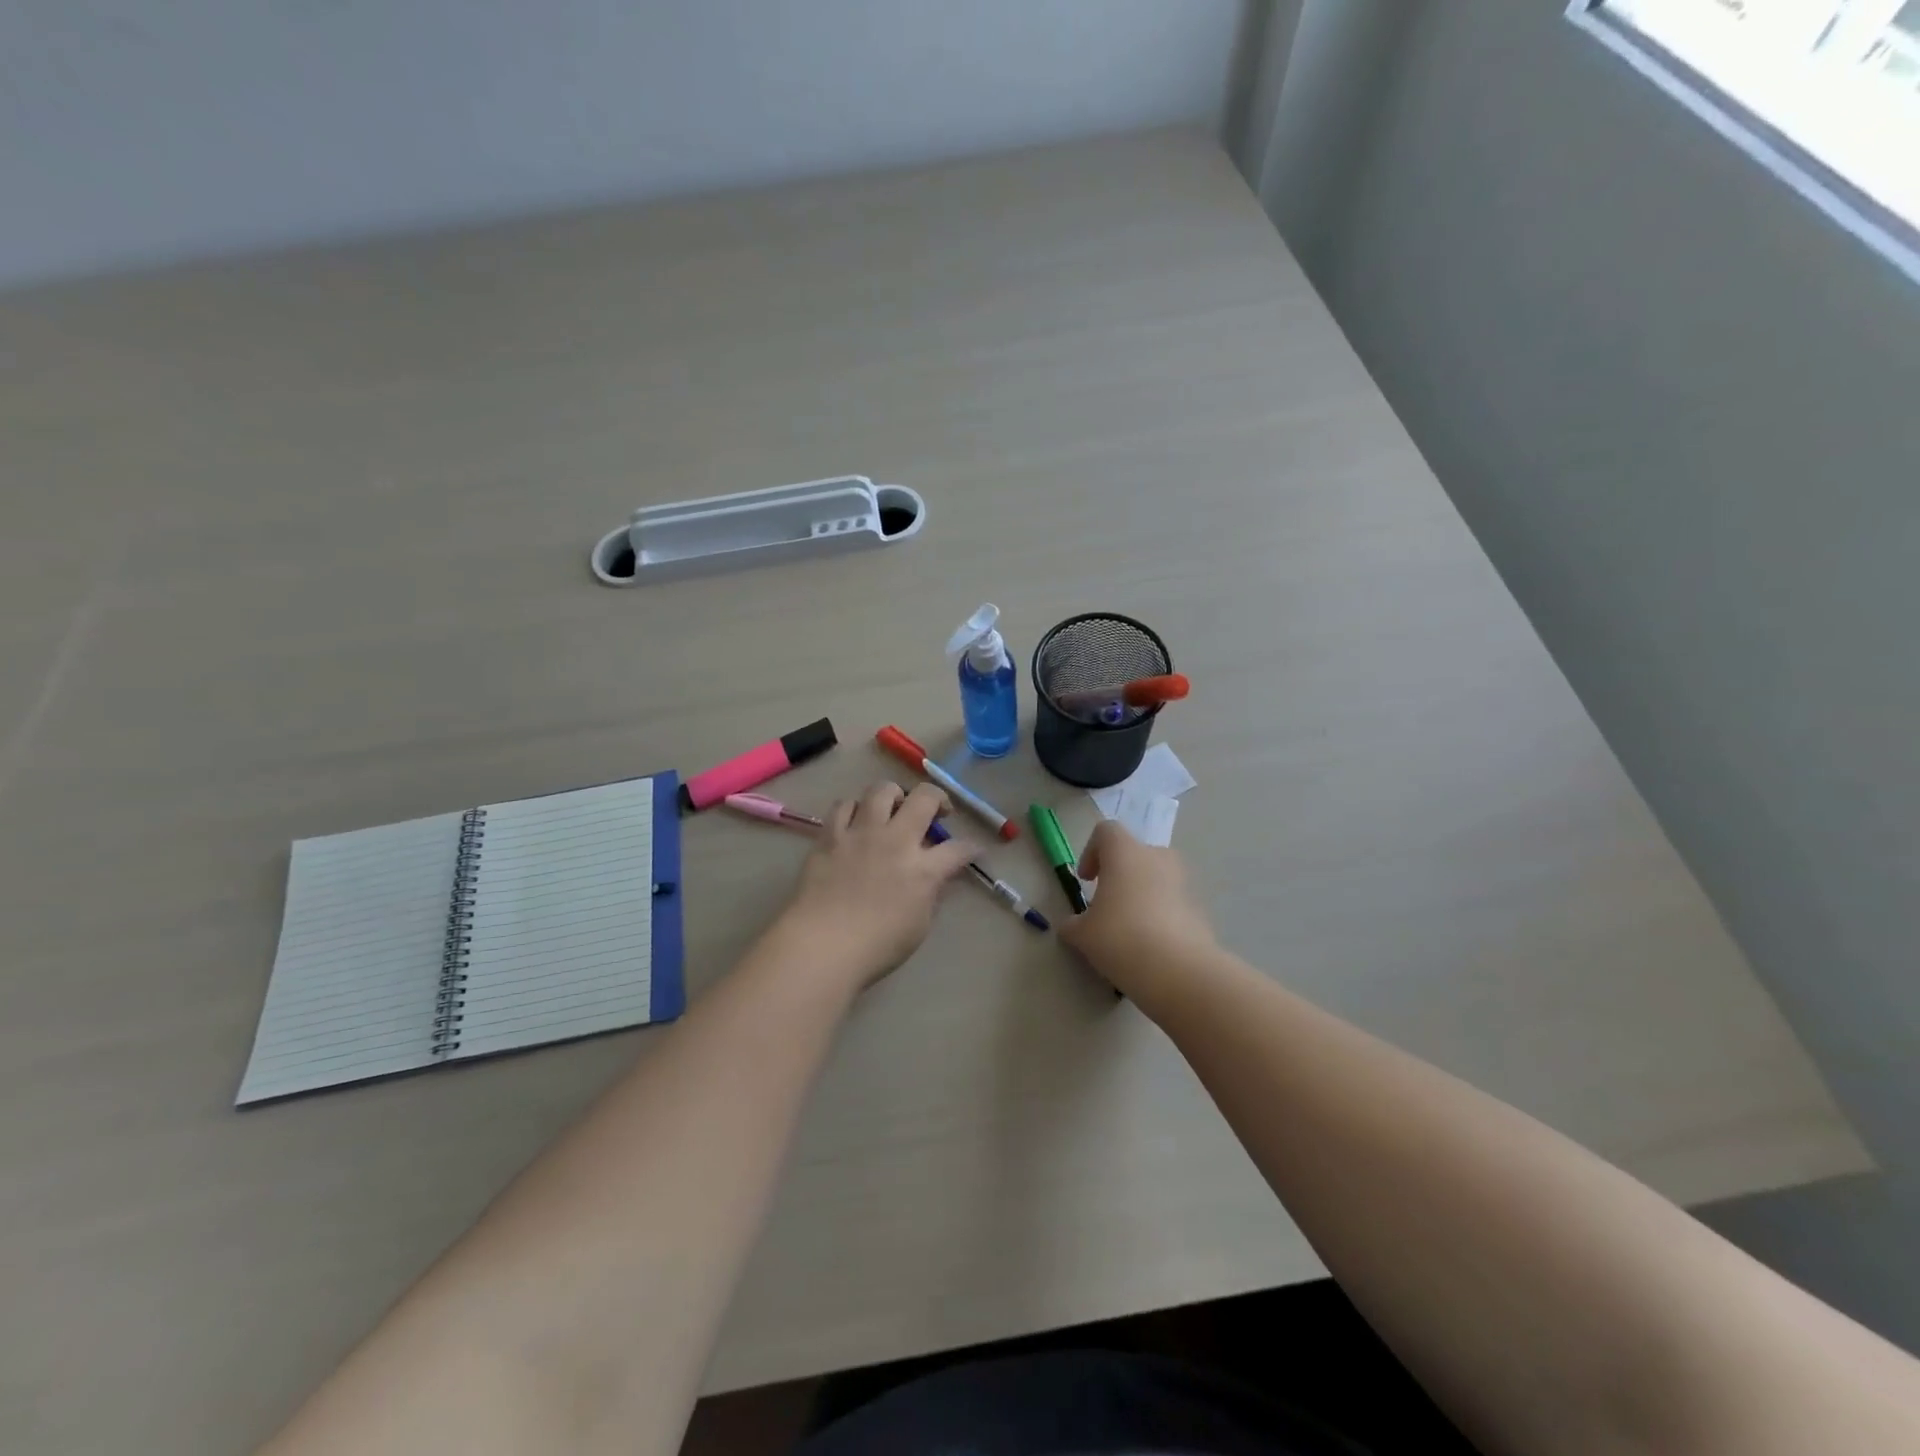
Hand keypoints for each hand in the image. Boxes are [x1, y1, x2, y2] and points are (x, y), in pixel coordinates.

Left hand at [772, 781, 978, 992]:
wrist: (821, 946)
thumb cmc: (875, 947)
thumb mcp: (919, 927)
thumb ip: (930, 895)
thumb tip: (934, 878)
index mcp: (923, 870)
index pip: (958, 849)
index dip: (970, 848)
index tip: (972, 850)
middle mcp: (896, 840)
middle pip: (924, 798)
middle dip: (938, 799)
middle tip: (935, 811)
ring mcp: (861, 833)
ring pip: (882, 789)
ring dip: (894, 795)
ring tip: (893, 809)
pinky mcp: (831, 835)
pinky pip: (844, 805)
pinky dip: (855, 809)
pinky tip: (856, 821)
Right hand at [1057, 821, 1216, 1006]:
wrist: (1180, 972)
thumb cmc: (1121, 938)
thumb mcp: (1083, 935)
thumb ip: (1073, 924)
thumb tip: (1071, 926)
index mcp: (1125, 853)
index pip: (1106, 831)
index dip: (1091, 851)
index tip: (1086, 880)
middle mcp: (1157, 857)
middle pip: (1135, 853)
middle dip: (1119, 874)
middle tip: (1107, 904)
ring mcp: (1184, 882)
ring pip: (1157, 878)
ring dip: (1141, 894)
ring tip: (1129, 929)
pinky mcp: (1200, 908)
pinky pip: (1174, 902)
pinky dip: (1161, 915)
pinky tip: (1151, 946)